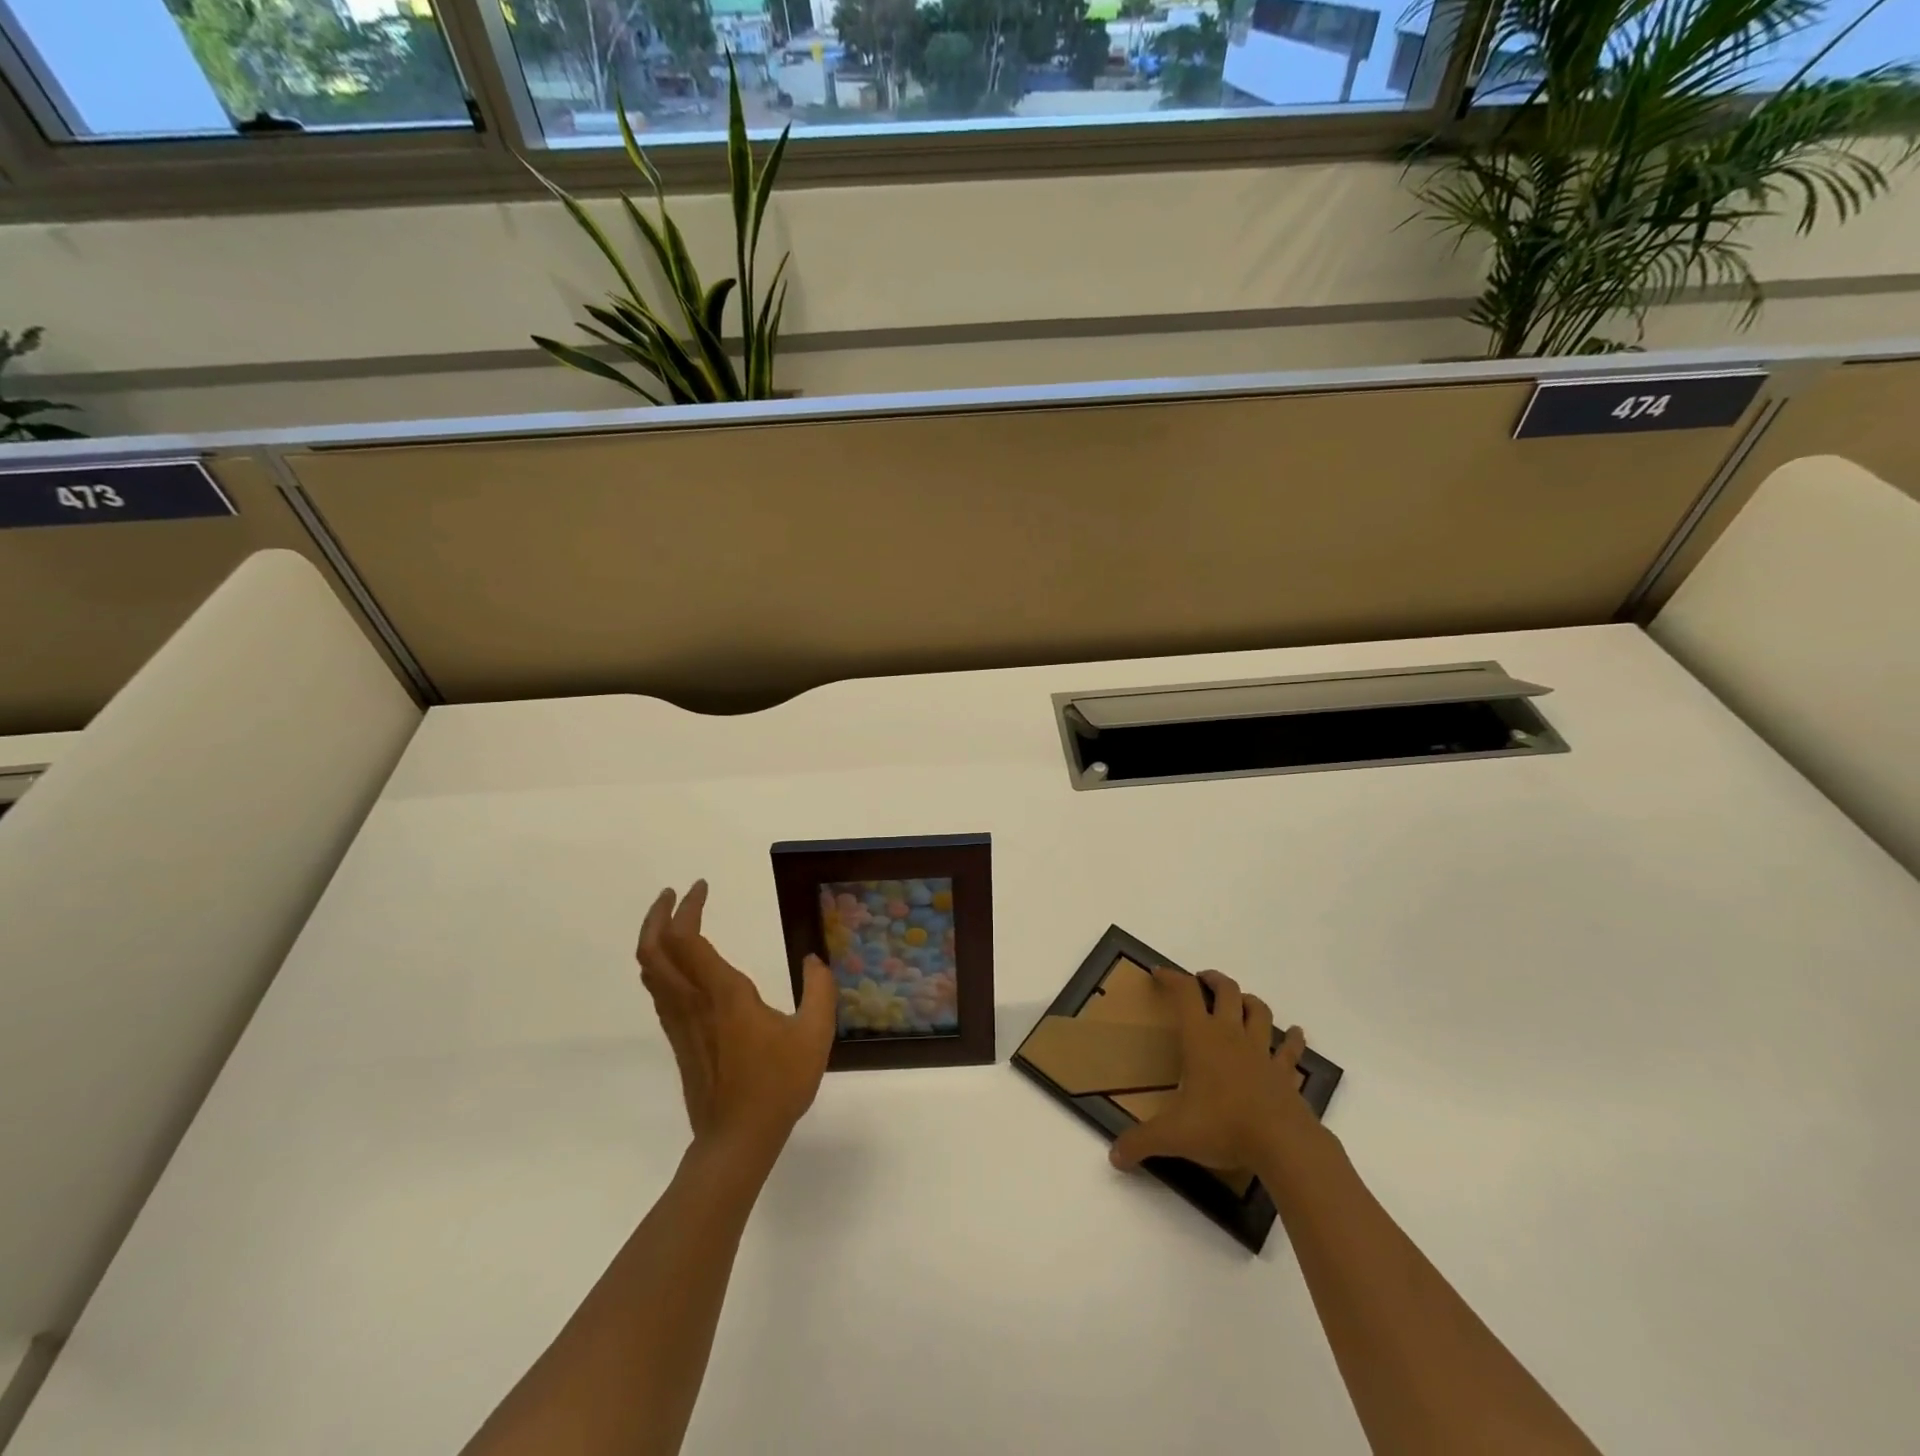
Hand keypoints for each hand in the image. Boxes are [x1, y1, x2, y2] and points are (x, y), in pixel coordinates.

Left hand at [636, 880, 835, 1166]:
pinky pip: (659, 990)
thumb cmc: (777, 1085)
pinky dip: (660, 964)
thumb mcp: (814, 1035)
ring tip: (672, 920)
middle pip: (654, 949)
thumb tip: (814, 960)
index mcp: (723, 993)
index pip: (687, 938)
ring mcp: (679, 1021)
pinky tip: (680, 965)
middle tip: (674, 894)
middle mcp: (692, 1001)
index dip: (688, 907)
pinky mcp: (677, 1039)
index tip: (701, 886)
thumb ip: (819, 991)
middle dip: (658, 915)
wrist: (736, 1139)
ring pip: (650, 970)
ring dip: (654, 938)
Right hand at [1109, 968, 1320, 1175]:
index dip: (1171, 978)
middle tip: (1203, 979)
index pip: (1185, 994)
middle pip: (1227, 991)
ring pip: (1259, 1012)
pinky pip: (1290, 1050)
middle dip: (1214, 980)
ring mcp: (1262, 1052)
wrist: (1283, 1144)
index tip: (1159, 973)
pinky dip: (1293, 1039)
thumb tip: (1114, 1157)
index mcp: (1201, 1038)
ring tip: (1241, 1001)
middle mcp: (1231, 1035)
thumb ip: (1141, 1142)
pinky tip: (1296, 1035)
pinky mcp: (1285, 1073)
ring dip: (1249, 1001)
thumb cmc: (1223, 1126)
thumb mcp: (1173, 1135)